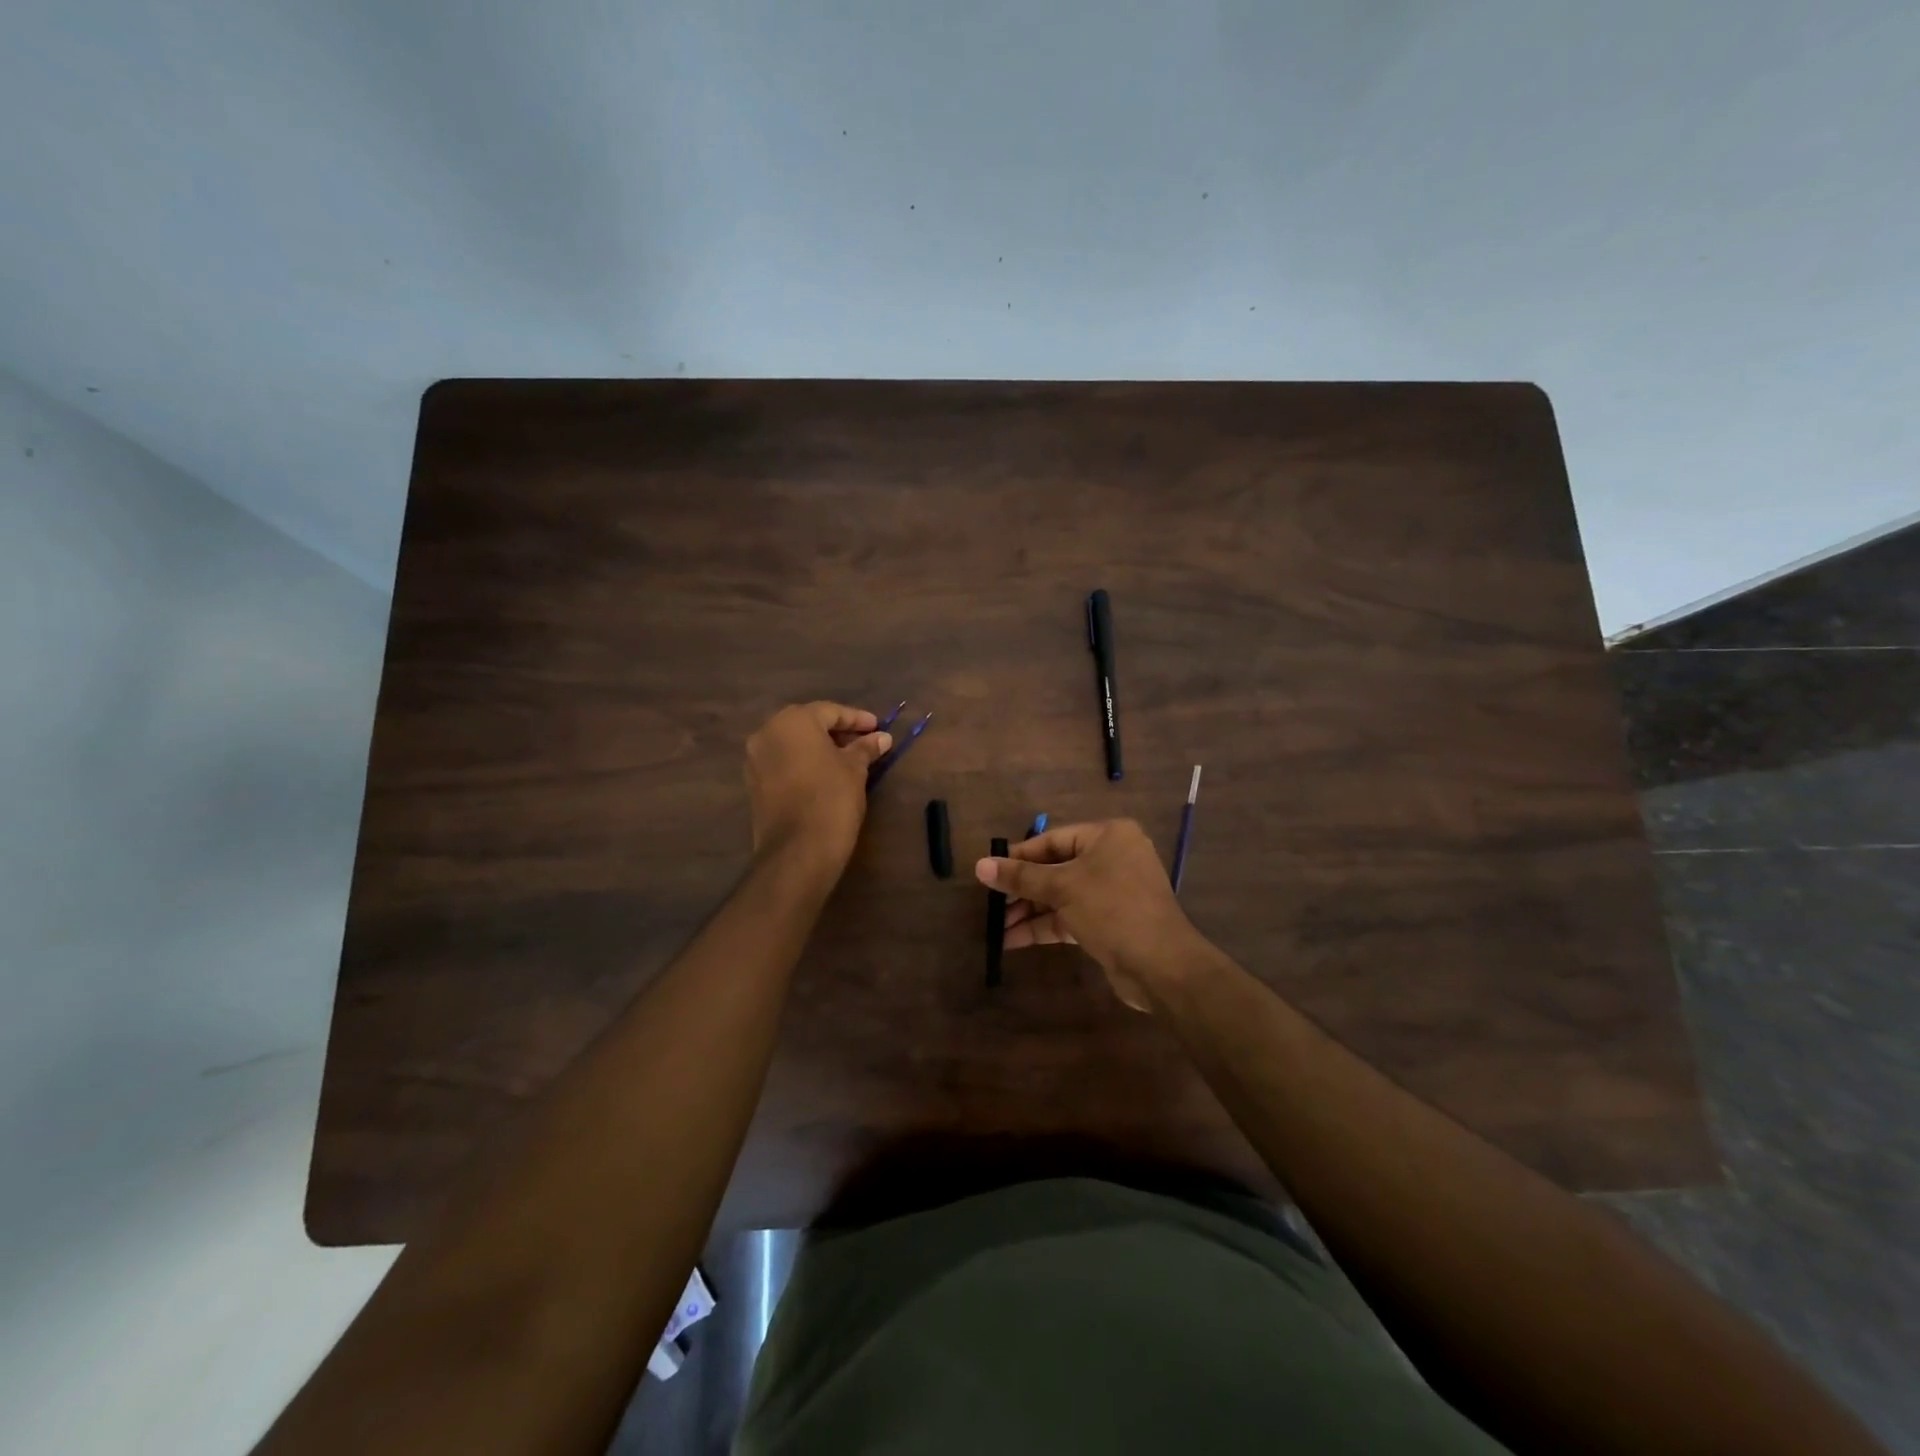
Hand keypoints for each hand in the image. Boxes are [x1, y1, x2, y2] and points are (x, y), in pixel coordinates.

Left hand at [744, 702, 892, 870]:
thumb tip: (882, 738)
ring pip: (793, 744)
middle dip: (837, 731)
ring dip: (819, 747)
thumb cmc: (831, 798)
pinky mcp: (753, 783)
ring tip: (848, 759)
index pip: (830, 711)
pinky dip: (803, 763)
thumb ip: (866, 748)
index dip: (857, 719)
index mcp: (793, 721)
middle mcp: (767, 732)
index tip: (878, 727)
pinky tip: (825, 774)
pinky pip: (783, 762)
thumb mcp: (855, 769)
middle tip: (864, 741)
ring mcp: (755, 759)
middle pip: (808, 724)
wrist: (798, 850)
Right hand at [975, 819, 1202, 1011]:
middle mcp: (1113, 858)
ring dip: (1030, 911)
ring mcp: (1113, 891)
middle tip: (990, 905)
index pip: (1053, 839)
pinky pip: (1070, 916)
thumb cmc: (1112, 909)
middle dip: (1022, 889)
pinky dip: (1045, 926)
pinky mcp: (1110, 921)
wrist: (1161, 965)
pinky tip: (1014, 940)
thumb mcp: (1062, 888)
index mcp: (1108, 836)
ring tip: (997, 928)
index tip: (989, 871)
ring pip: (1061, 895)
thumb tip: (980, 865)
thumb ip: (1021, 877)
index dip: (1019, 856)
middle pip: (1056, 868)